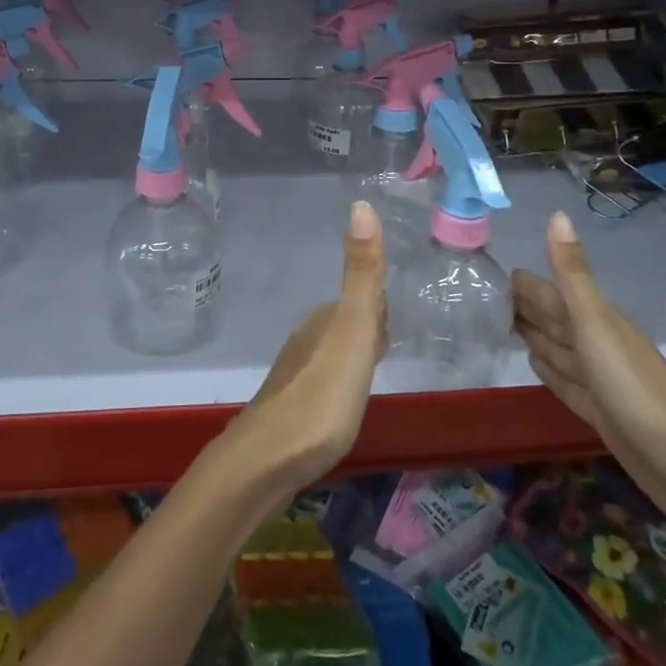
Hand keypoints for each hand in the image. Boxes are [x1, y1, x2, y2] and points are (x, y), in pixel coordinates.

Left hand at [225, 200, 387, 493]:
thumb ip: (361, 274)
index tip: (398, 319)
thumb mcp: (353, 332)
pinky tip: (344, 403)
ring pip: (334, 350)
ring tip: (373, 372)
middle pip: (348, 322)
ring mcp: (296, 372)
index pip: (363, 298)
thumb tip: (360, 204)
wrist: (267, 460)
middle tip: (391, 343)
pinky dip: (340, 381)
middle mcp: (308, 338)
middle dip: (370, 327)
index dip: (381, 306)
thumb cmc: (321, 396)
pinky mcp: (291, 405)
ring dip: (354, 354)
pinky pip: (324, 378)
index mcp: (326, 319)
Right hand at [513, 211, 665, 579]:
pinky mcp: (599, 411)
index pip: (550, 291)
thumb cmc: (634, 387)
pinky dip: (548, 369)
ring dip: (533, 334)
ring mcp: (599, 378)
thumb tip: (557, 214)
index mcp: (596, 319)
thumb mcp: (596, 323)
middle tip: (482, 296)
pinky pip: (565, 381)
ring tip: (501, 323)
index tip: (486, 271)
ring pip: (557, 347)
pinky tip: (533, 363)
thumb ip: (573, 273)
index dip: (522, 282)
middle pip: (553, 317)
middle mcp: (597, 343)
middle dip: (523, 305)